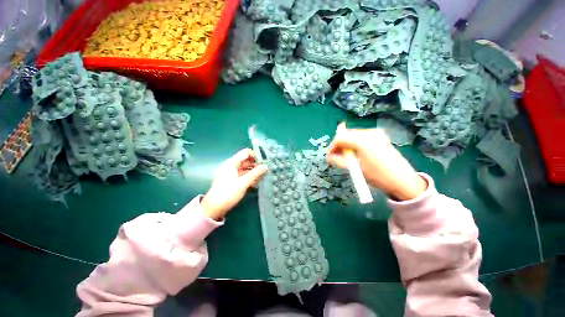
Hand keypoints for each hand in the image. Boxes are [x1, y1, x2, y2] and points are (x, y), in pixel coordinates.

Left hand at [202, 149, 267, 219]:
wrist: (215, 206)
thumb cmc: (228, 192)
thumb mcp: (243, 183)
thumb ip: (255, 174)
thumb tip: (265, 166)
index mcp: (232, 163)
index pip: (246, 153)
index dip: (256, 156)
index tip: (265, 163)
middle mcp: (230, 166)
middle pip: (245, 161)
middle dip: (256, 165)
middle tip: (267, 172)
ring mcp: (230, 174)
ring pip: (244, 169)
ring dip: (253, 173)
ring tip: (263, 179)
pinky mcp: (230, 181)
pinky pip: (241, 176)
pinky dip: (248, 178)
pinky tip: (255, 184)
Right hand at [327, 123, 426, 200]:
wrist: (401, 179)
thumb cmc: (378, 176)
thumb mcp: (357, 170)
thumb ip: (340, 161)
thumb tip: (330, 157)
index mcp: (361, 140)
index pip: (340, 137)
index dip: (332, 146)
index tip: (329, 157)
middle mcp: (369, 132)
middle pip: (348, 134)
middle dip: (341, 145)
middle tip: (337, 157)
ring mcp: (377, 133)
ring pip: (356, 135)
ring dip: (350, 145)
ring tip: (350, 158)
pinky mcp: (382, 137)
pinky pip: (364, 137)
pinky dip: (359, 144)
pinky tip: (360, 155)